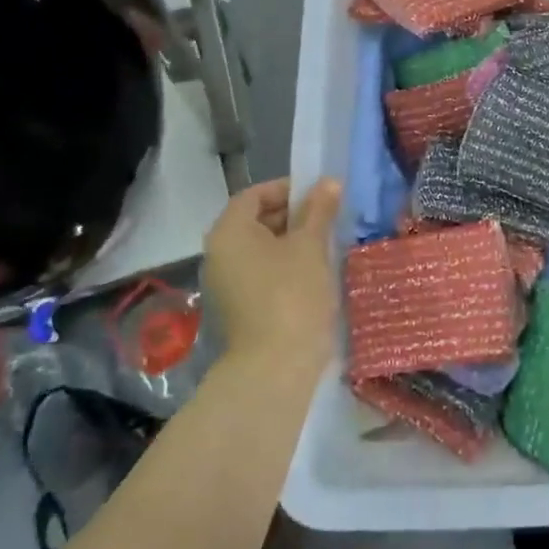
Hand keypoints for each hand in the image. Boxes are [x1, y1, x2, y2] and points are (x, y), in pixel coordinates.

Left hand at [203, 178, 341, 375]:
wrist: (276, 367)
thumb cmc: (293, 295)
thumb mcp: (311, 246)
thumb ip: (319, 210)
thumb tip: (330, 182)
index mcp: (229, 232)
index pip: (254, 194)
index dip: (287, 188)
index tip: (320, 195)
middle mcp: (219, 253)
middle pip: (255, 220)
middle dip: (293, 215)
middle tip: (328, 219)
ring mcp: (226, 283)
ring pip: (261, 249)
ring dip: (292, 241)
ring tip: (327, 244)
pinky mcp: (240, 307)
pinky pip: (262, 272)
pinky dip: (285, 265)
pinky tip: (315, 273)